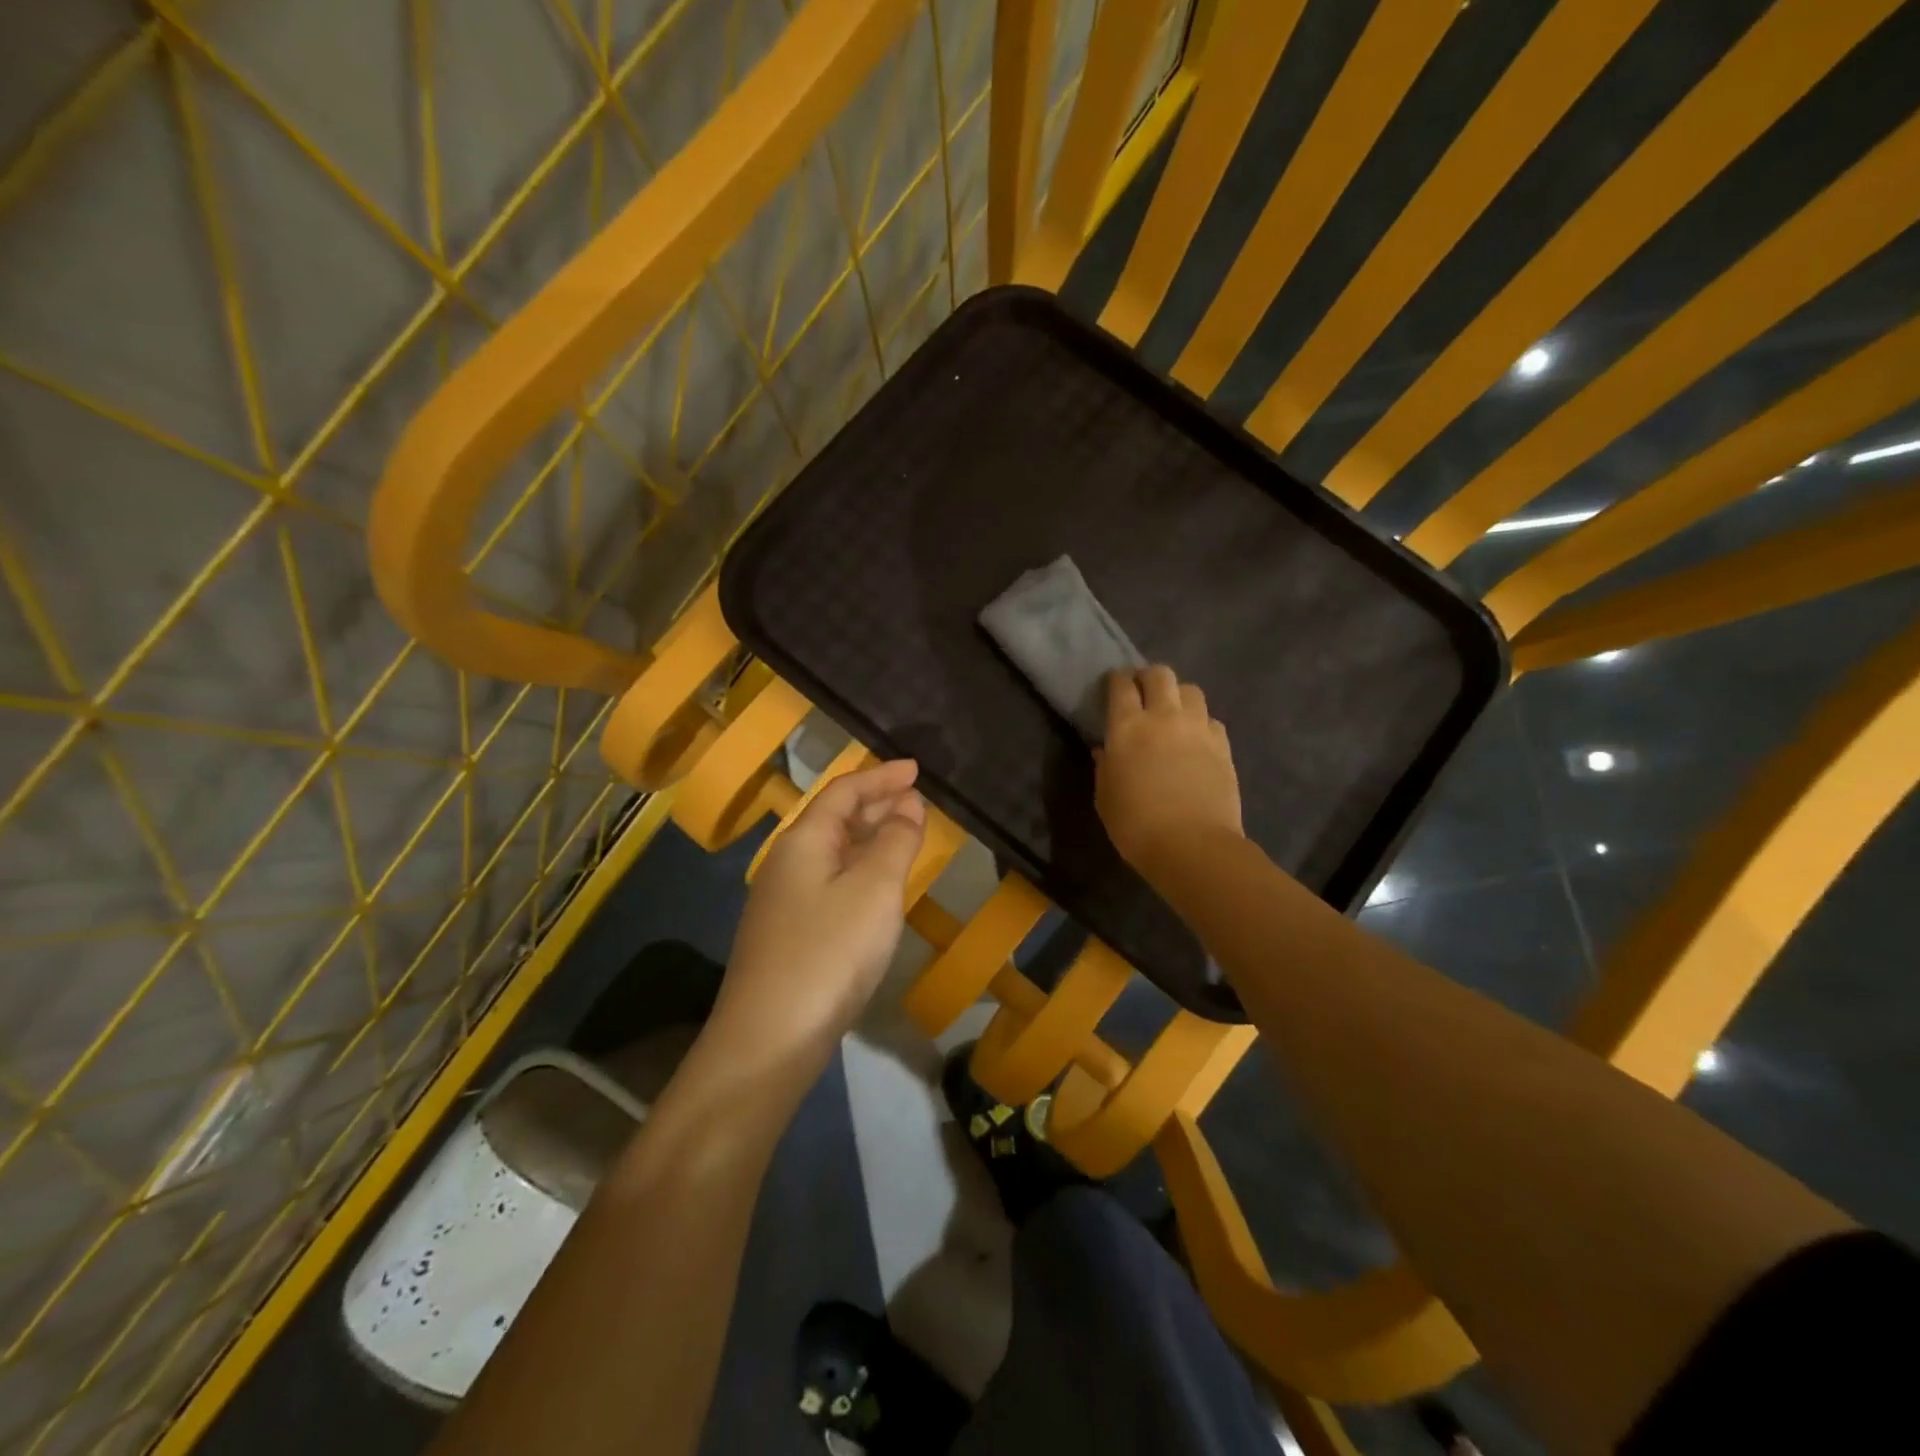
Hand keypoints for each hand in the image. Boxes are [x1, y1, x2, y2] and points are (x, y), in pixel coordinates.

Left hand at [718, 759, 926, 1058]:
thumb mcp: (874, 889)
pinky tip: (874, 890)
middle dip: (875, 804)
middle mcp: (786, 862)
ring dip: (867, 838)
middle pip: (833, 818)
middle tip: (916, 801)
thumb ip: (895, 841)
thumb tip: (907, 804)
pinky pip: (828, 882)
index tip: (917, 770)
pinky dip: (857, 871)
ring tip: (902, 837)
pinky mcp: (786, 935)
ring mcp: (782, 901)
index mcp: (802, 841)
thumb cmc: (829, 952)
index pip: (843, 791)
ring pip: (831, 853)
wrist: (769, 1038)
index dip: (881, 777)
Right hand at [1097, 666, 1242, 878]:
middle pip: (1160, 674)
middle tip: (1143, 692)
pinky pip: (1211, 719)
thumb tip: (1106, 750)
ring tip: (1173, 713)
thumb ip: (1105, 767)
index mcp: (1127, 727)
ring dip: (1179, 696)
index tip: (1115, 686)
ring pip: (1191, 690)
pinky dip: (1201, 722)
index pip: (1121, 685)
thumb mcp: (1105, 797)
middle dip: (1149, 677)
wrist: (1192, 846)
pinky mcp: (1223, 745)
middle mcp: (1164, 717)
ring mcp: (1198, 728)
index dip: (1117, 680)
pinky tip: (1196, 739)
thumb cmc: (1136, 825)